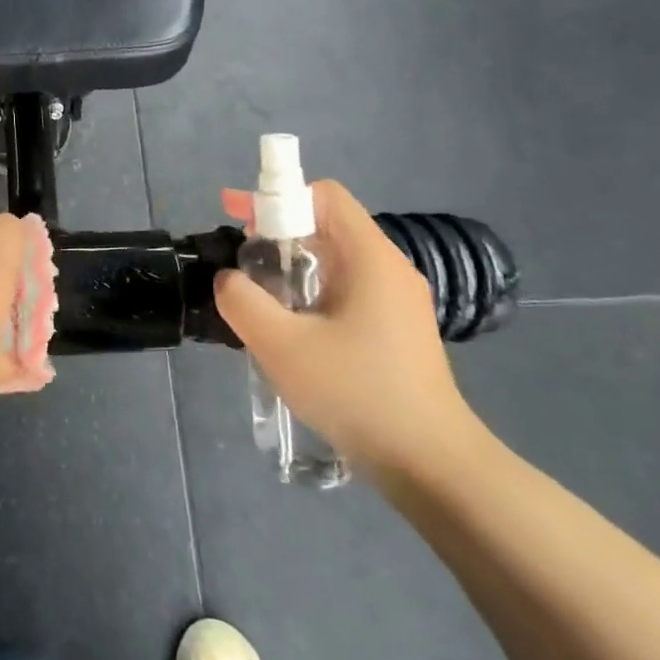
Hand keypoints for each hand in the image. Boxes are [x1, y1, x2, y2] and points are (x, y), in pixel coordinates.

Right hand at [212, 179, 490, 488]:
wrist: (430, 464)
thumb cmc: (356, 393)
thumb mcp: (280, 344)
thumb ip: (241, 300)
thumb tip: (229, 280)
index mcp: (370, 258)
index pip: (324, 196)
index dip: (275, 196)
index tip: (236, 216)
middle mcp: (389, 269)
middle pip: (328, 225)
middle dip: (277, 232)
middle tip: (240, 261)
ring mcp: (398, 302)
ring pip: (335, 261)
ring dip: (291, 267)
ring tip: (258, 298)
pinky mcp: (397, 331)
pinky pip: (347, 291)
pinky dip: (311, 293)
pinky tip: (291, 330)